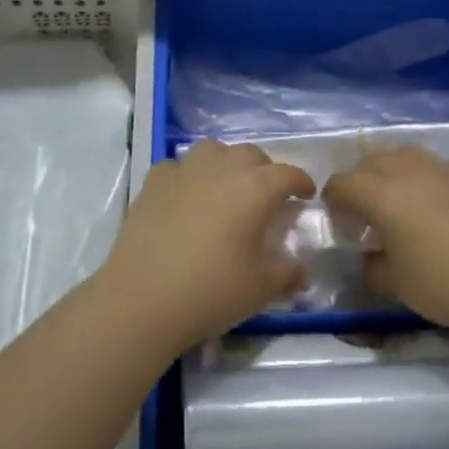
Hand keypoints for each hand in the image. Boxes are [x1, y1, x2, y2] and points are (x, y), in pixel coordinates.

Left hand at [92, 140, 313, 355]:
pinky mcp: (153, 181)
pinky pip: (179, 166)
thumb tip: (301, 270)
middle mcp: (222, 168)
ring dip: (226, 163)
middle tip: (266, 196)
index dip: (301, 182)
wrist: (143, 298)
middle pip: (251, 155)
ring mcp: (184, 170)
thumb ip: (288, 274)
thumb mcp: (262, 288)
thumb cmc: (211, 290)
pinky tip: (187, 196)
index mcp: (256, 188)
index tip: (306, 195)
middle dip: (265, 170)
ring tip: (226, 187)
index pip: (288, 173)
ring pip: (213, 150)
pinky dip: (189, 175)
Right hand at [323, 145, 448, 336]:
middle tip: (365, 211)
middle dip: (360, 180)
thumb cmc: (444, 284)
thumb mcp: (394, 285)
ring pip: (405, 155)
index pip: (342, 182)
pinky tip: (436, 206)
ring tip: (400, 201)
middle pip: (371, 160)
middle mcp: (408, 170)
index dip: (333, 199)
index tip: (338, 220)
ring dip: (392, 172)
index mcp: (382, 194)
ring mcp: (443, 168)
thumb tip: (370, 256)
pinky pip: (435, 166)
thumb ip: (371, 266)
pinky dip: (424, 178)